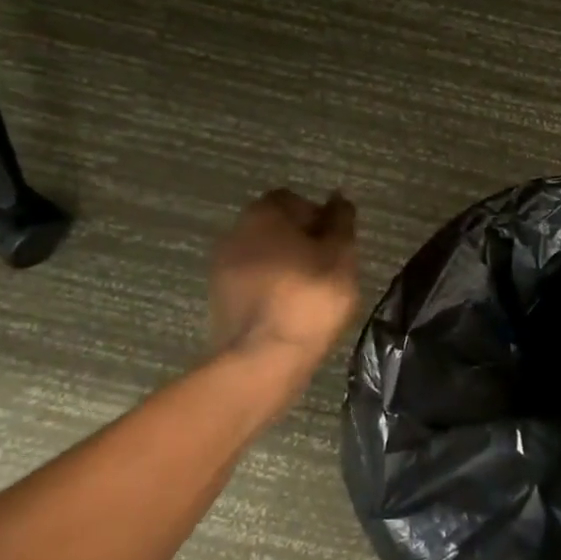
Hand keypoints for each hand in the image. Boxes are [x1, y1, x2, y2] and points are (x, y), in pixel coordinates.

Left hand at [209, 189, 359, 374]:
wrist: (262, 360)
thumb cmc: (309, 299)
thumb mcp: (341, 256)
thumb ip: (341, 223)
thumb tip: (338, 199)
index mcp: (264, 214)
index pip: (294, 200)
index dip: (318, 217)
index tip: (336, 243)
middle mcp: (236, 232)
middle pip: (275, 227)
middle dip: (301, 241)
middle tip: (328, 267)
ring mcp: (221, 267)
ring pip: (263, 255)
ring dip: (285, 265)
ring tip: (311, 292)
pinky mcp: (219, 299)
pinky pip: (252, 282)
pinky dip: (271, 288)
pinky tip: (290, 309)